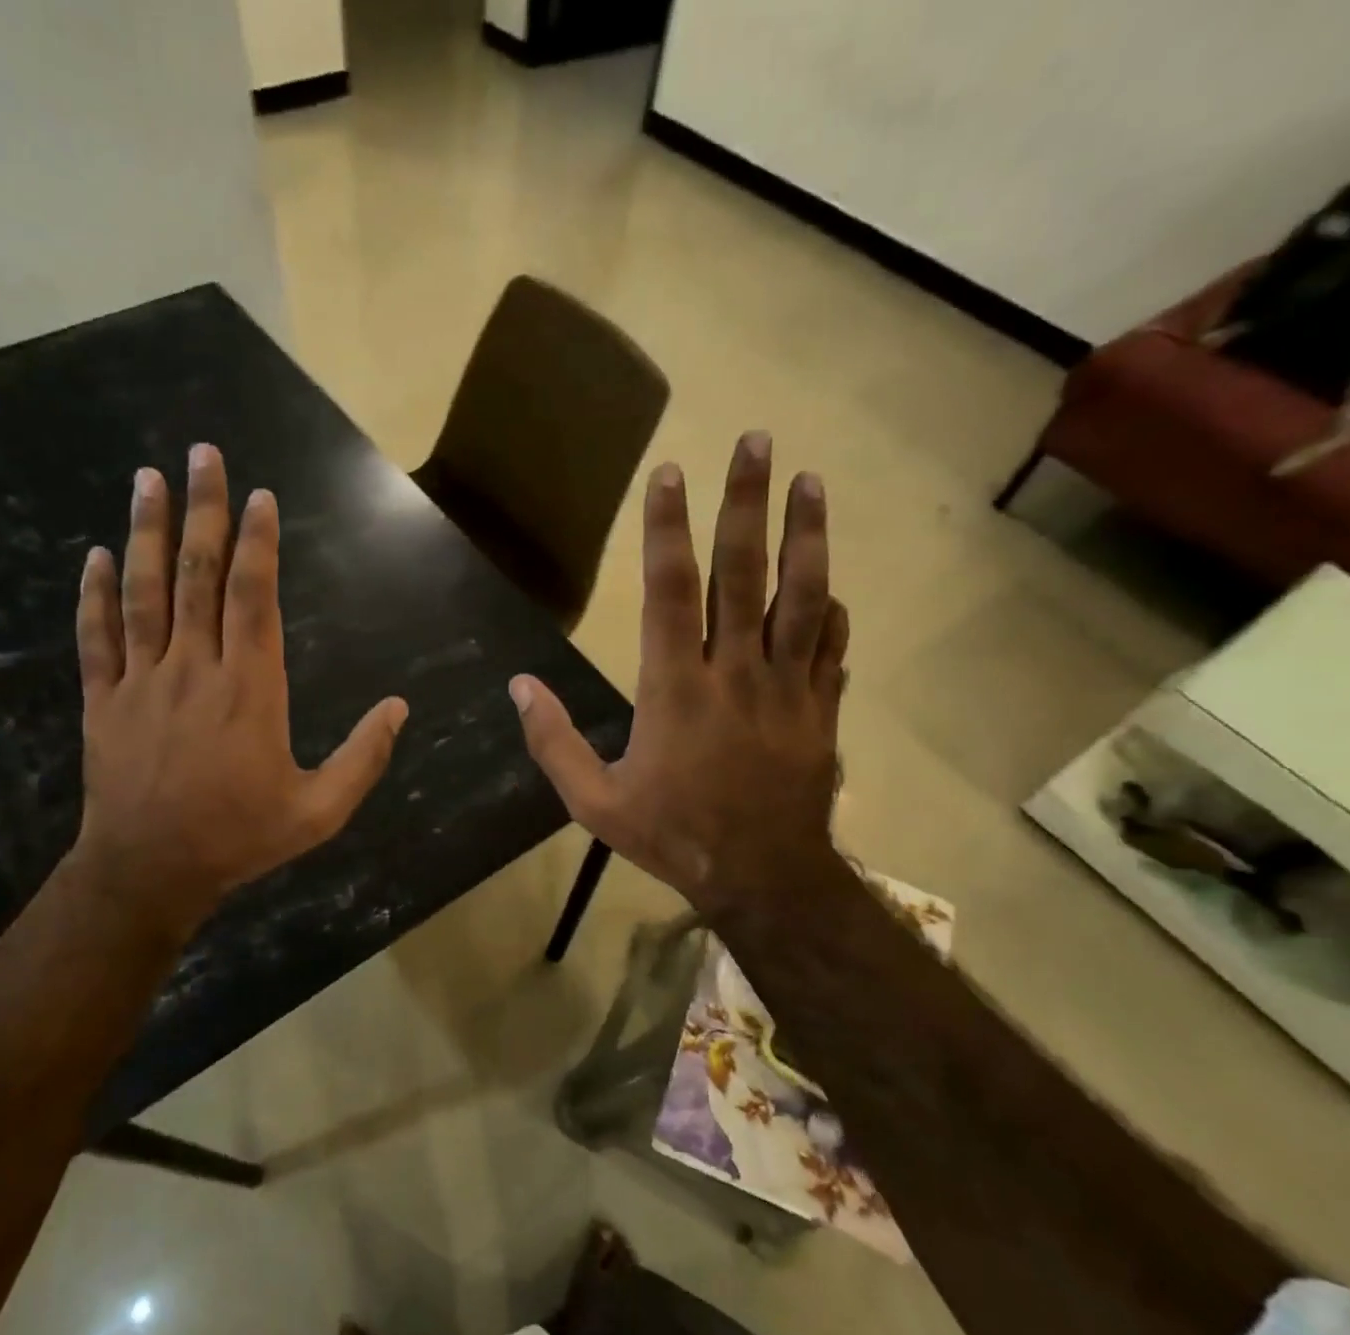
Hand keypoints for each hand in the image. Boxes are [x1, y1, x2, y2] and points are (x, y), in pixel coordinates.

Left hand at [72, 443, 408, 940]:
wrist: (150, 871)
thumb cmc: (241, 837)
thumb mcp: (320, 810)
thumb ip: (364, 757)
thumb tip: (399, 708)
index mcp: (249, 689)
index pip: (252, 597)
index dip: (257, 543)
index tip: (258, 496)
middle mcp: (195, 669)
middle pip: (197, 576)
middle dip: (202, 511)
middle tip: (201, 455)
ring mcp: (142, 681)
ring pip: (143, 593)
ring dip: (146, 532)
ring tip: (147, 478)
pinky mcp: (103, 701)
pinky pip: (97, 638)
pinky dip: (94, 594)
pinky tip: (96, 555)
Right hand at [510, 431, 847, 918]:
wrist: (763, 878)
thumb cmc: (672, 836)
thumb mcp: (594, 802)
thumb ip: (554, 741)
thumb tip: (519, 686)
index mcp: (675, 690)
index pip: (670, 592)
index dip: (666, 530)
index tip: (669, 475)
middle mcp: (735, 673)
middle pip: (744, 573)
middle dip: (746, 502)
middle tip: (756, 441)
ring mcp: (787, 687)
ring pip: (802, 597)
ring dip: (805, 534)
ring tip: (810, 481)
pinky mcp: (821, 708)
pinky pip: (831, 646)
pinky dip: (829, 610)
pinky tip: (830, 583)